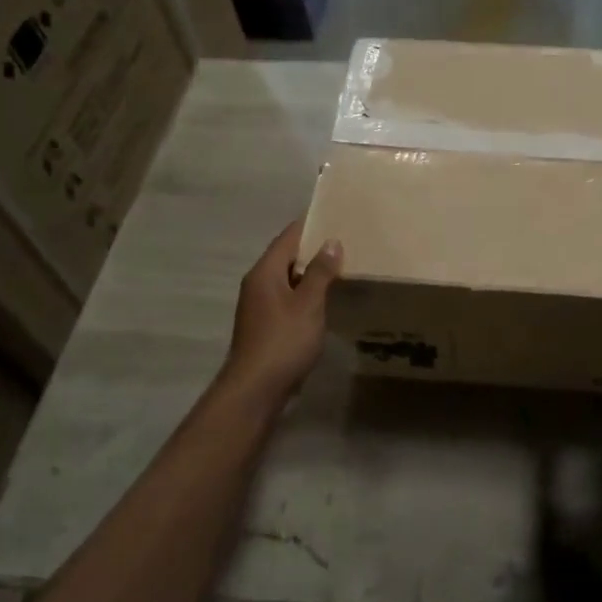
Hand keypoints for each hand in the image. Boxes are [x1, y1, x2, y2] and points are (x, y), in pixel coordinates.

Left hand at [221, 219, 341, 401]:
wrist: (256, 388)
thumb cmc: (283, 341)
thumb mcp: (308, 303)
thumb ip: (320, 272)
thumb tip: (331, 241)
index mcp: (264, 272)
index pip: (288, 237)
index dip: (310, 224)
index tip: (333, 213)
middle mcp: (258, 283)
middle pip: (286, 256)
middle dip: (313, 247)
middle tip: (345, 238)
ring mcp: (260, 305)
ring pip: (288, 278)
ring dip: (311, 271)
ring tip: (341, 264)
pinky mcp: (266, 324)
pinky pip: (289, 297)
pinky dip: (306, 291)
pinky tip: (326, 297)